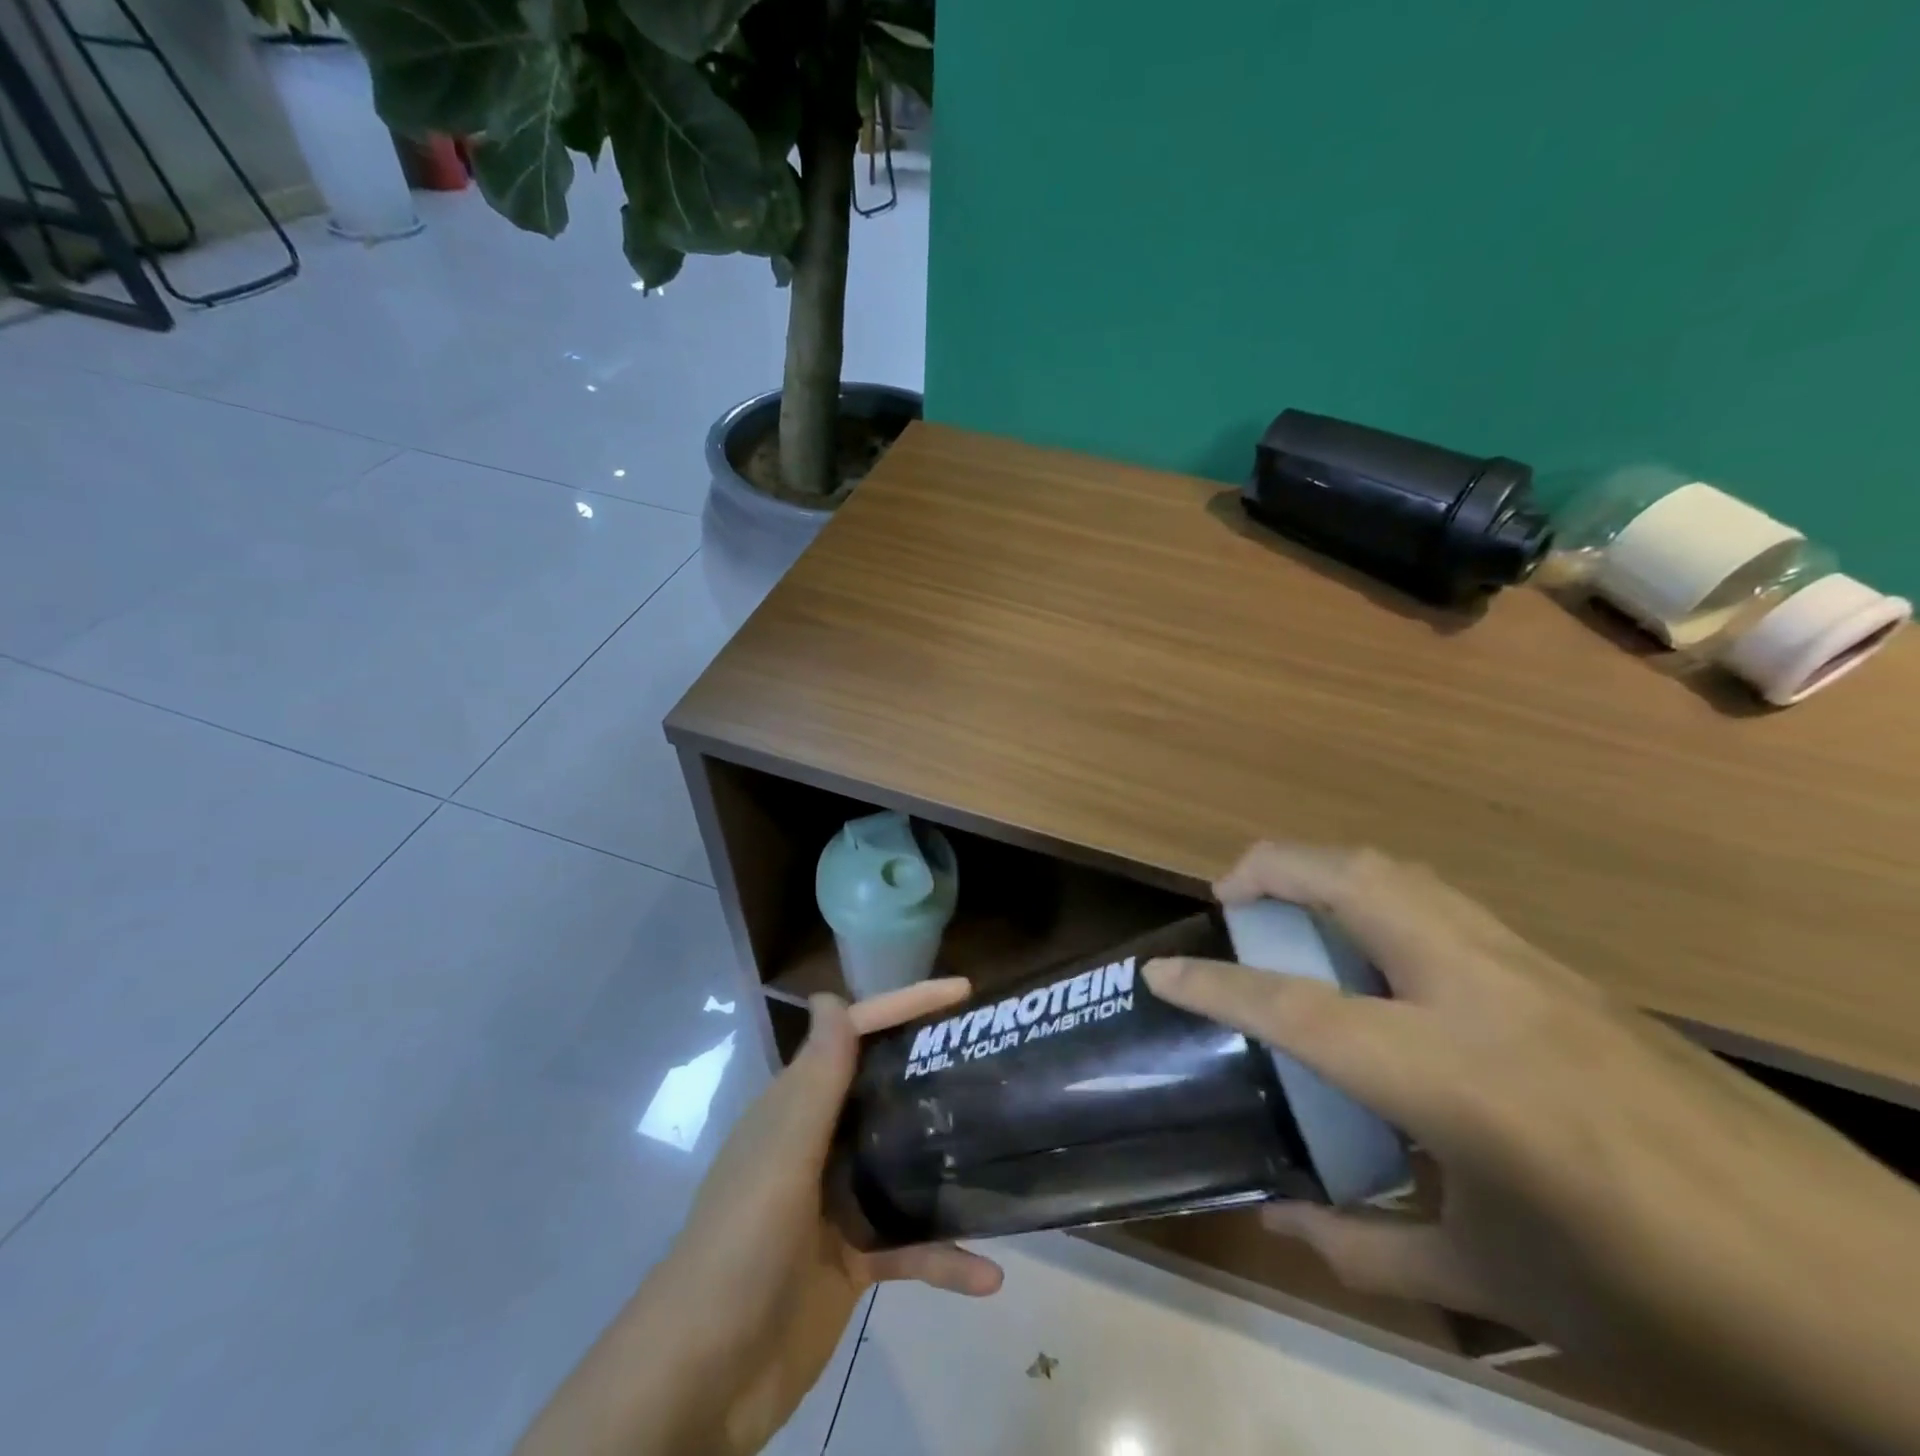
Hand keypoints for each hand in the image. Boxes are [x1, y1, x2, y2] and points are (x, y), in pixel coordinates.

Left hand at [514, 983, 1002, 1455]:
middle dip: (935, 1070)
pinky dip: (945, 1257)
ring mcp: (837, 1203)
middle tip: (995, 1060)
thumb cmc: (741, 1247)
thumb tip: (831, 996)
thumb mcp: (783, 1156)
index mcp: (798, 1108)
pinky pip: (909, 1246)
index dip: (906, 1005)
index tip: (963, 993)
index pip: (856, 1035)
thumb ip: (817, 1080)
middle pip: (885, 1090)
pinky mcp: (853, 1260)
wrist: (703, 1381)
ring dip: (947, 1161)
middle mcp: (819, 1142)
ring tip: (1004, 1148)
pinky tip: (989, 1273)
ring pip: (904, 1165)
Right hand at [1144, 844, 1919, 1454]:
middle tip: (1227, 901)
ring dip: (1325, 873)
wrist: (1895, 1305)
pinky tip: (1376, 958)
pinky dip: (1379, 900)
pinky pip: (1445, 905)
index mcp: (1459, 1077)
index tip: (1159, 970)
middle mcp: (1487, 994)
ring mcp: (1538, 971)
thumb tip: (1280, 1218)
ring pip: (1404, 875)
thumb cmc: (1674, 1309)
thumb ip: (1370, 1251)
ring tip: (1287, 911)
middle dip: (1271, 869)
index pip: (1299, 1007)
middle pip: (1355, 881)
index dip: (1215, 984)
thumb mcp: (1501, 1287)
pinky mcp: (1572, 974)